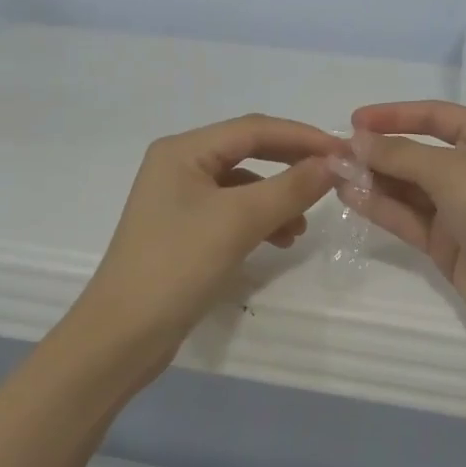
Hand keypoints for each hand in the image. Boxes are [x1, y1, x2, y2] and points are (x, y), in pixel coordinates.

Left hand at [83, 115, 340, 347]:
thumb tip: (334, 164)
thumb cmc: (177, 266)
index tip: (343, 153)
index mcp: (184, 150)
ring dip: (278, 196)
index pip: (254, 129)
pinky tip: (280, 239)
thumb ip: (290, 187)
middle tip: (332, 177)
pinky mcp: (184, 229)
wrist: (122, 337)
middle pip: (248, 150)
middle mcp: (179, 164)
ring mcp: (180, 198)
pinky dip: (260, 219)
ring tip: (303, 224)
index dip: (302, 136)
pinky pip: (233, 210)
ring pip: (243, 183)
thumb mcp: (239, 221)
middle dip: (292, 163)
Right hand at [345, 101, 465, 359]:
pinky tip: (348, 196)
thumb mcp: (450, 169)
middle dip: (379, 151)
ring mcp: (461, 208)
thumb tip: (356, 140)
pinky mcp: (448, 243)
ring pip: (409, 186)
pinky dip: (380, 206)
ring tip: (332, 172)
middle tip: (335, 152)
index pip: (436, 115)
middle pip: (418, 152)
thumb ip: (399, 154)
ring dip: (374, 178)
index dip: (395, 115)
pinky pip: (408, 217)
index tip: (354, 120)